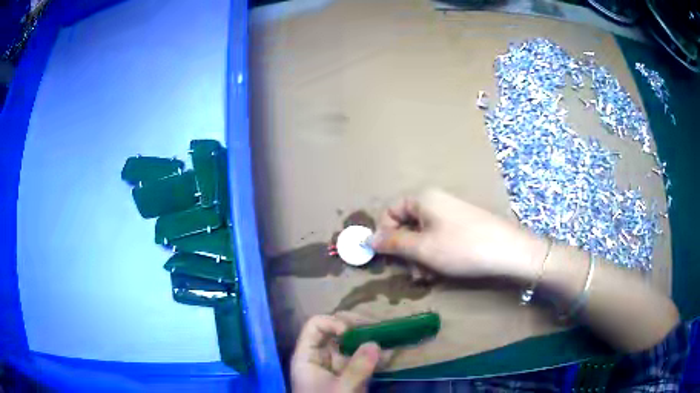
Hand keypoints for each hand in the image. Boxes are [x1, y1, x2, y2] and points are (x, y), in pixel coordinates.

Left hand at [291, 314, 384, 392]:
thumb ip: (357, 368)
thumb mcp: (341, 390)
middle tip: (379, 330)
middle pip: (335, 333)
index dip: (333, 323)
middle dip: (357, 330)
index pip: (315, 326)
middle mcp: (320, 358)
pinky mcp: (349, 378)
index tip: (352, 333)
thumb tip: (375, 343)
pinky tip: (390, 355)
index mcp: (307, 357)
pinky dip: (374, 357)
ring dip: (370, 342)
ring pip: (351, 347)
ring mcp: (336, 368)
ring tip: (390, 339)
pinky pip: (361, 361)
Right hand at [371, 189, 545, 281]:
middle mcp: (435, 201)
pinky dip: (435, 255)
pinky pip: (439, 238)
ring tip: (428, 277)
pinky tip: (441, 272)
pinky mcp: (463, 226)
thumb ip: (393, 243)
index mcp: (422, 199)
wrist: (509, 251)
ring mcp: (451, 214)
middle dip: (406, 251)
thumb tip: (368, 239)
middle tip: (413, 273)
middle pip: (407, 225)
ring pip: (423, 235)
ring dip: (420, 257)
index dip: (385, 234)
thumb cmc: (461, 248)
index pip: (390, 212)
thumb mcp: (422, 249)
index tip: (387, 257)